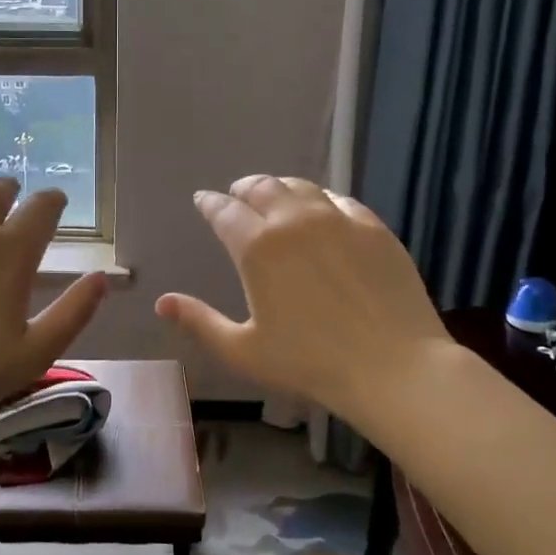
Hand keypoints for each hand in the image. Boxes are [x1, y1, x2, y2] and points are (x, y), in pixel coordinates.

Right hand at [154, 175, 450, 421]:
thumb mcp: (243, 350)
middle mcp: (294, 221)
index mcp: (257, 248)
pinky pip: (340, 199)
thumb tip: (162, 302)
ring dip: (279, 187)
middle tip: (236, 195)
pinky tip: (321, 208)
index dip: (209, 203)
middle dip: (242, 189)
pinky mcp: (373, 228)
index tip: (202, 200)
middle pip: (262, 188)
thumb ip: (199, 322)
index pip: (224, 212)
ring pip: (301, 187)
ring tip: (274, 195)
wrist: (393, 367)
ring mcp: (338, 220)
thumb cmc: (309, 363)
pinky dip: (320, 198)